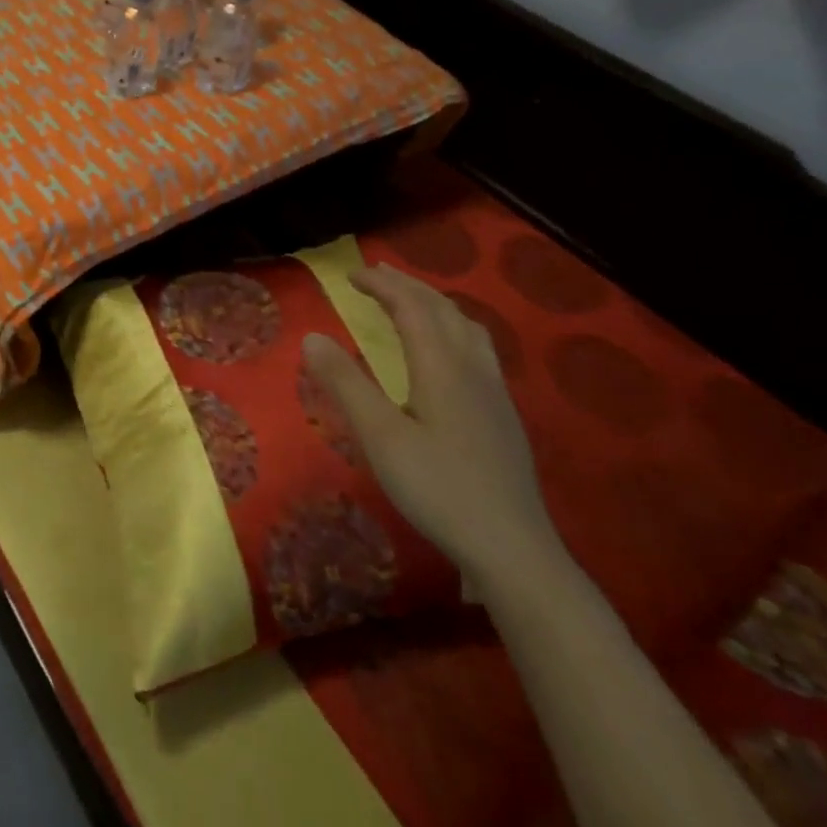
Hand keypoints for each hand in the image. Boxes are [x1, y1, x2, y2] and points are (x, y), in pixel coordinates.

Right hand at [303, 264, 564, 593]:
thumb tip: (311, 336)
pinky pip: (479, 349)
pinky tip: (447, 353)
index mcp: (442, 368)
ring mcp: (495, 395)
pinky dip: (454, 328)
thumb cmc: (439, 490)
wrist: (514, 552)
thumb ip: (345, 384)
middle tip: (376, 275)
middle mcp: (473, 370)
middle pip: (444, 311)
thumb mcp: (380, 438)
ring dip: (435, 304)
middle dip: (408, 286)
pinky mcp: (503, 418)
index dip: (382, 285)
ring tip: (412, 301)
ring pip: (468, 329)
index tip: (350, 275)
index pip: (412, 308)